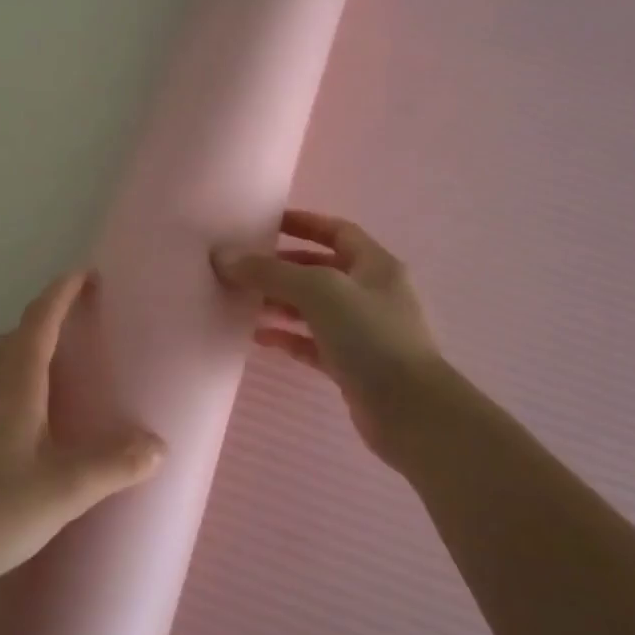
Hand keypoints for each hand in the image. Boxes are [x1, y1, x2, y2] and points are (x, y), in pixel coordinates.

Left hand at [0, 271, 164, 599]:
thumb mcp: (60, 490)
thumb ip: (112, 465)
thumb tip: (159, 444)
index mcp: (14, 380)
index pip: (41, 317)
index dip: (64, 291)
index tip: (88, 273)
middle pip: (20, 334)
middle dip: (53, 317)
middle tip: (89, 320)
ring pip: (3, 361)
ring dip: (34, 349)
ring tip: (69, 365)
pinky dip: (20, 380)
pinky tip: (33, 418)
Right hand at [213, 210, 439, 466]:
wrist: (410, 411)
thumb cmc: (370, 336)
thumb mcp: (318, 291)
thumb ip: (270, 272)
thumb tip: (223, 257)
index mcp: (375, 265)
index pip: (337, 231)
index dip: (303, 223)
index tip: (265, 224)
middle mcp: (372, 294)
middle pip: (321, 270)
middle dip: (283, 267)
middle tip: (244, 268)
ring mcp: (364, 332)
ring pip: (314, 309)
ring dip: (280, 304)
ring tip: (242, 302)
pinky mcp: (353, 366)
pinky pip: (313, 343)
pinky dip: (287, 338)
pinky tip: (258, 339)